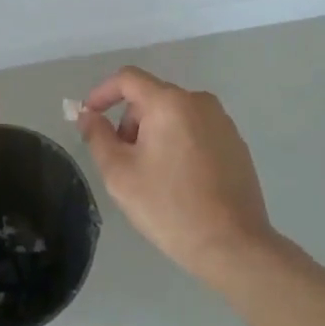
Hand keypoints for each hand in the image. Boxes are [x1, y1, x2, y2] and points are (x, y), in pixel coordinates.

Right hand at [75, 67, 272, 285]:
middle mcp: (199, 101)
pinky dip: (179, 143)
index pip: (127, 78)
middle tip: (123, 161)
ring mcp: (222, 121)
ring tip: (151, 175)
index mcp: (169, 102)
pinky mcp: (236, 143)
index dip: (102, 93)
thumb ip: (98, 137)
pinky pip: (196, 130)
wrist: (234, 247)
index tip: (88, 116)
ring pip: (174, 114)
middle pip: (152, 97)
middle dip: (130, 122)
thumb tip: (88, 115)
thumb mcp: (120, 174)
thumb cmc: (170, 207)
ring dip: (154, 134)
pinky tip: (180, 181)